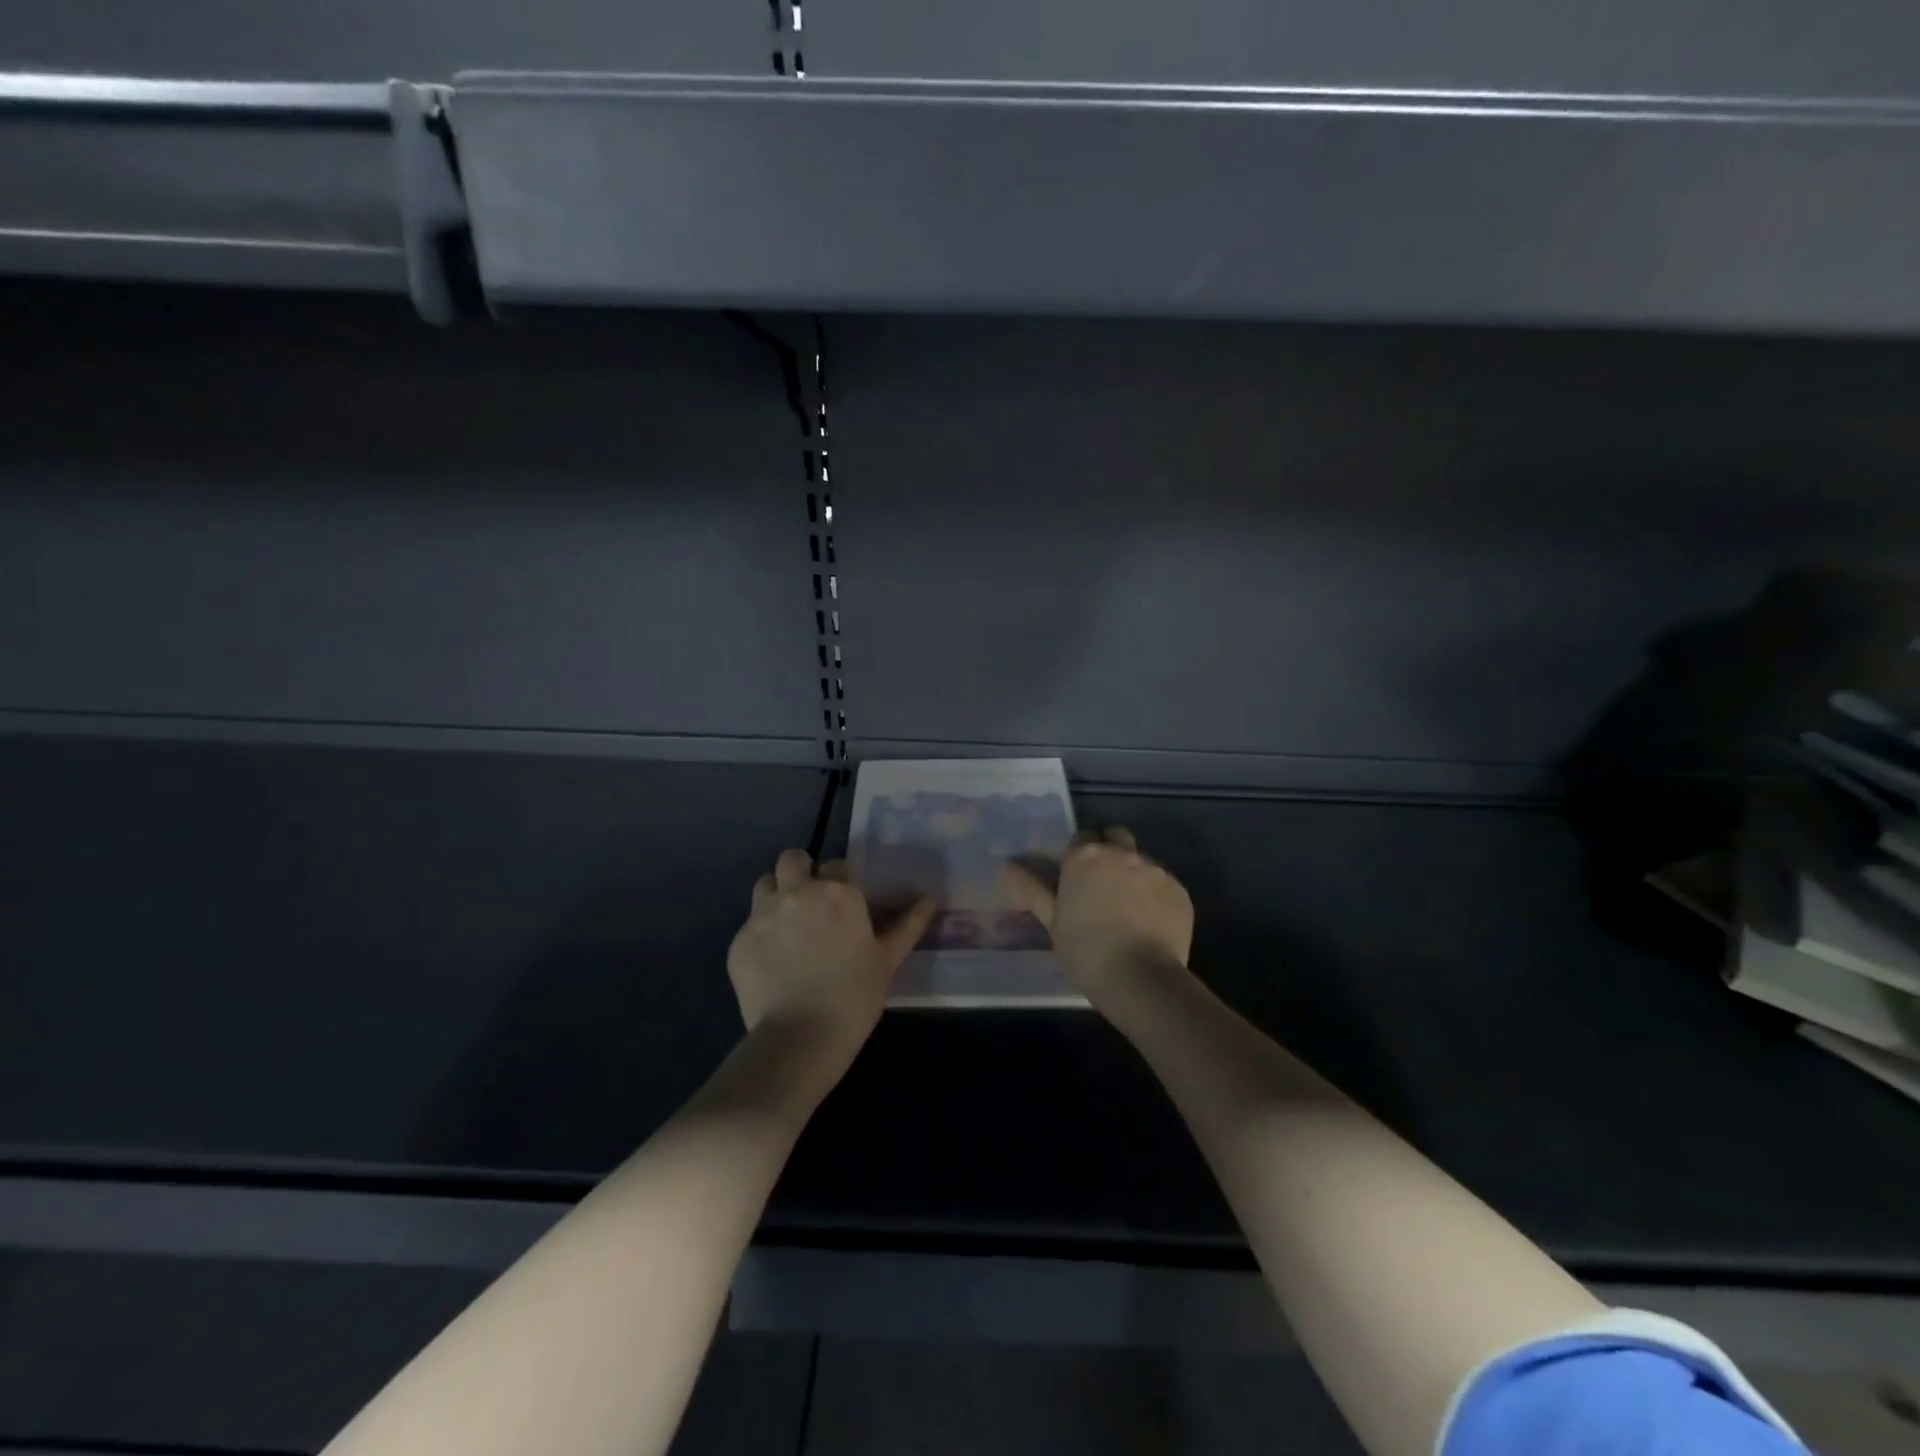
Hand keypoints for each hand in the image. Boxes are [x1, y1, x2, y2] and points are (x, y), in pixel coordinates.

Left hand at [727, 849, 937, 1051]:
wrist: (800, 1038)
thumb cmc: (854, 997)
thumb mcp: (887, 961)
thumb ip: (908, 925)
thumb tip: (932, 899)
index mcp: (838, 893)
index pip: (838, 865)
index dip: (840, 880)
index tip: (844, 903)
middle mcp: (798, 892)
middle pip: (791, 859)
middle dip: (800, 870)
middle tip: (809, 898)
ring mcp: (763, 915)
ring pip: (764, 884)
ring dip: (775, 894)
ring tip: (786, 924)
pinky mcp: (739, 941)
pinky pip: (748, 925)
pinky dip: (759, 935)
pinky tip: (771, 962)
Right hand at [1003, 827, 1193, 1007]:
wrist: (1142, 979)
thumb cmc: (1086, 951)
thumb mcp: (1052, 922)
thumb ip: (1031, 889)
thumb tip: (1005, 866)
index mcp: (1085, 856)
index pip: (1081, 838)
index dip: (1078, 855)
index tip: (1076, 878)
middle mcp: (1122, 853)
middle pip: (1115, 837)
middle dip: (1109, 851)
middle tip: (1102, 884)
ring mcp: (1155, 869)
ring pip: (1142, 860)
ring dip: (1133, 874)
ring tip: (1129, 910)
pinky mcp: (1180, 890)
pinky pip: (1164, 883)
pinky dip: (1156, 896)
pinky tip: (1150, 923)